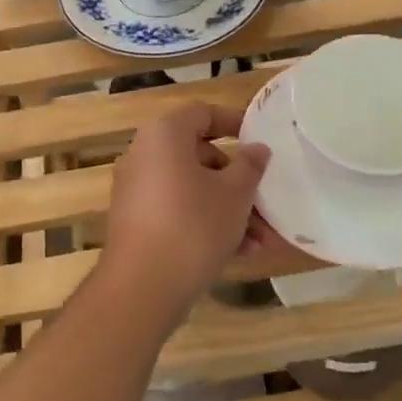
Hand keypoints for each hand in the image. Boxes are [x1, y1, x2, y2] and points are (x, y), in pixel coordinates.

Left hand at [101, 104, 271, 321]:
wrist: (142, 287)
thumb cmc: (194, 225)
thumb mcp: (235, 194)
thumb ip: (250, 166)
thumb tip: (257, 149)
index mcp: (164, 135)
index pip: (202, 113)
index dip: (234, 122)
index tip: (259, 139)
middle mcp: (144, 155)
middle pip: (199, 156)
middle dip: (237, 181)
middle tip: (265, 200)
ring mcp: (137, 190)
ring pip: (192, 189)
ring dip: (228, 209)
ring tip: (261, 239)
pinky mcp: (136, 222)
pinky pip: (178, 211)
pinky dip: (206, 223)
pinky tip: (240, 252)